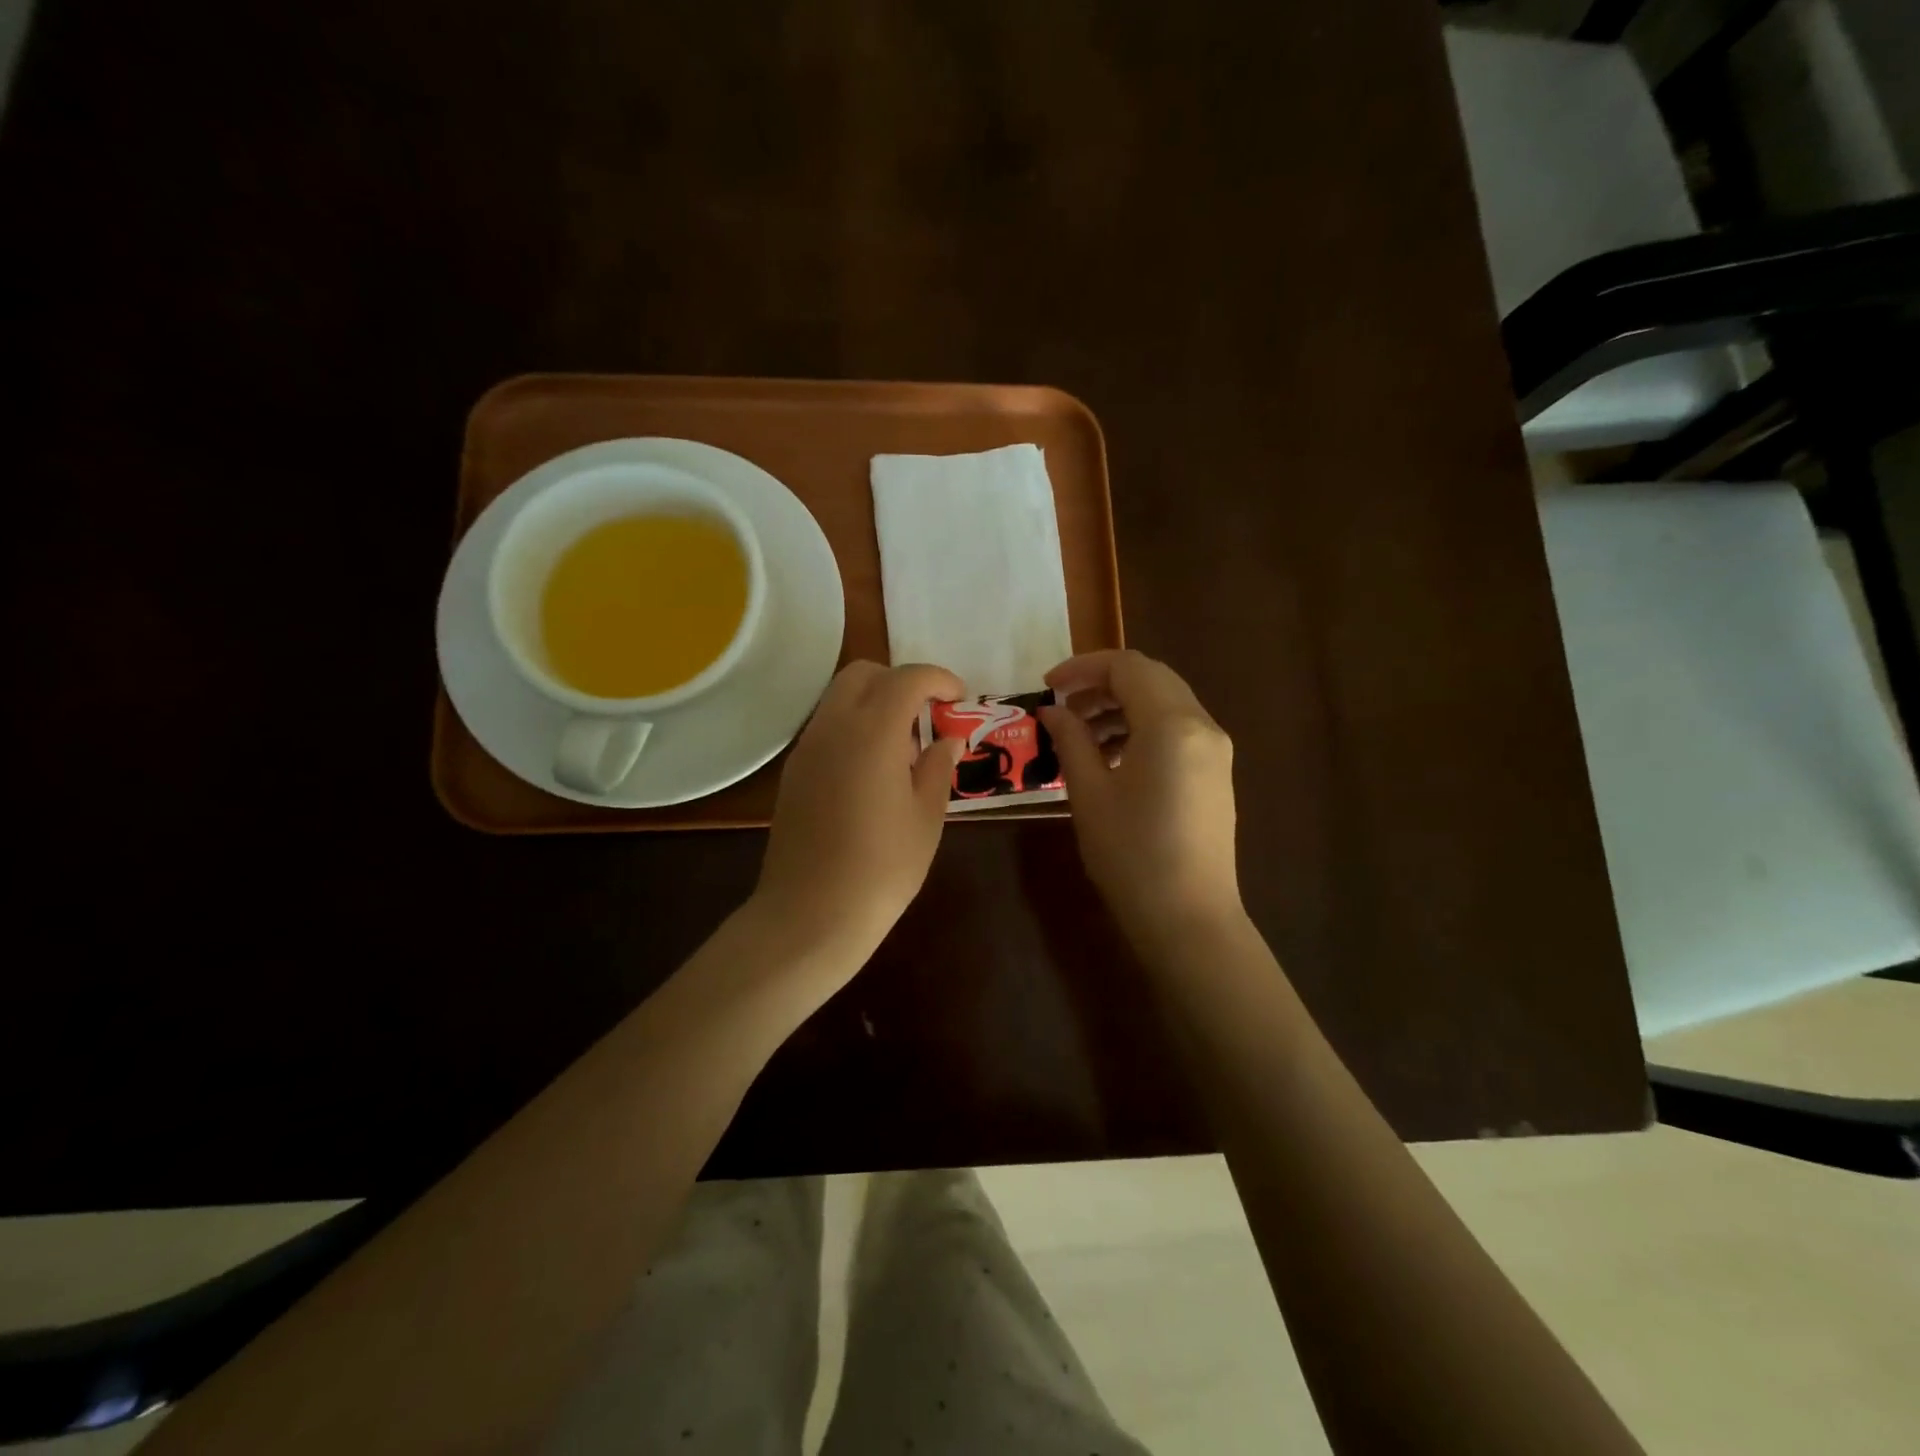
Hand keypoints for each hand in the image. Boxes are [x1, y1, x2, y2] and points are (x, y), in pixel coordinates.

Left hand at [755, 660, 964, 962]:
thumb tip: (947, 740)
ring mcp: (807, 748)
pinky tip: (874, 770)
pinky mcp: (794, 771)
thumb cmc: (882, 868)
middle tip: (928, 714)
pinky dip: (854, 726)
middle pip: (863, 674)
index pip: (906, 679)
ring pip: (840, 697)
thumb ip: (938, 768)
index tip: (959, 697)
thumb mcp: (926, 818)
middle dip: (900, 681)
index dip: (938, 679)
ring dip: (875, 702)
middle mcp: (833, 727)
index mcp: (872, 733)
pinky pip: (827, 727)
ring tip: (904, 747)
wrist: (810, 914)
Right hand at [1040, 650, 1242, 948]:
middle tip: (1062, 708)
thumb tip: (1052, 711)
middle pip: (1151, 678)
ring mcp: (1215, 750)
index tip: (1047, 687)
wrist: (1189, 919)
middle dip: (1102, 684)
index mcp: (1172, 724)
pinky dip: (1142, 728)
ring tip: (1081, 735)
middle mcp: (1202, 726)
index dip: (1082, 668)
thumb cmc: (1131, 855)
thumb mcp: (1090, 793)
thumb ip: (1071, 740)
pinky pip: (1177, 730)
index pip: (1127, 667)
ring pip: (1165, 703)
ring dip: (1122, 706)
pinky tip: (1111, 757)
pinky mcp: (1215, 774)